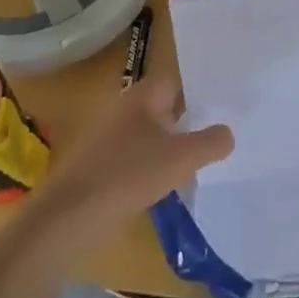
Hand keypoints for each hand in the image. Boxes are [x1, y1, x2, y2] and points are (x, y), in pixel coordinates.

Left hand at [25, 78, 231, 258]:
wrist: (71, 216)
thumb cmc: (129, 174)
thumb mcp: (182, 157)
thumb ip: (212, 142)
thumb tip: (227, 134)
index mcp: (142, 96)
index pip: (177, 81)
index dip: (201, 91)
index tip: (227, 105)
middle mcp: (125, 110)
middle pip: (166, 108)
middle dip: (192, 121)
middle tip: (224, 133)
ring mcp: (112, 139)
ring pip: (154, 136)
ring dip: (175, 147)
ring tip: (205, 162)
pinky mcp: (105, 167)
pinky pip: (141, 160)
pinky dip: (158, 168)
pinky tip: (173, 186)